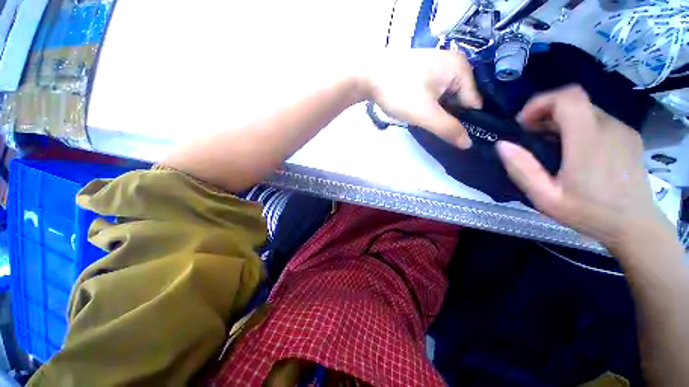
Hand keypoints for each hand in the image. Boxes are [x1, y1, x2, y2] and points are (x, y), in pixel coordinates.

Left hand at [362, 49, 481, 148]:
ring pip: (446, 98)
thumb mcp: (425, 114)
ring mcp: (439, 65)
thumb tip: (468, 144)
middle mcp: (454, 63)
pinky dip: (431, 104)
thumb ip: (448, 129)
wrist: (368, 77)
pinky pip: (436, 93)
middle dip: (449, 116)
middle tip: (434, 128)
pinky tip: (420, 110)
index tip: (453, 136)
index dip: (466, 122)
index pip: (473, 103)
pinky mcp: (425, 71)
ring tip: (425, 119)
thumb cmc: (399, 92)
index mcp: (461, 68)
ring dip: (439, 112)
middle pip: (460, 100)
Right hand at [496, 85, 670, 248]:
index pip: (568, 98)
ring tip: (550, 145)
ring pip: (586, 109)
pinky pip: (598, 119)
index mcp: (589, 142)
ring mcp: (622, 130)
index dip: (541, 102)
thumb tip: (502, 144)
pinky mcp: (629, 136)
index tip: (524, 123)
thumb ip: (522, 169)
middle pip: (574, 101)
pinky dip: (579, 126)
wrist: (635, 226)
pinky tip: (573, 149)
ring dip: (561, 120)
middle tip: (531, 136)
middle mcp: (609, 128)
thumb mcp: (545, 198)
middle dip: (546, 112)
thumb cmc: (589, 213)